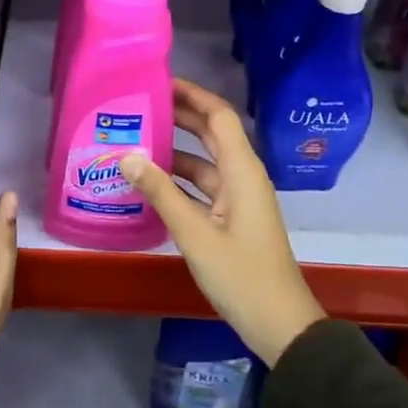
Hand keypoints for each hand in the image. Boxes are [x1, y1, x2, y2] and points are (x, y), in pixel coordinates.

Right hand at [120, 79, 324, 365]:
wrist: (279, 325)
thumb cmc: (242, 276)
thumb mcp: (196, 234)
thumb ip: (161, 193)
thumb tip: (127, 156)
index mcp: (243, 171)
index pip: (219, 116)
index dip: (193, 95)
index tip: (160, 82)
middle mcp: (243, 176)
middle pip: (212, 133)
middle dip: (180, 115)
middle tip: (140, 104)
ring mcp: (238, 198)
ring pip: (204, 161)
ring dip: (175, 149)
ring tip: (136, 138)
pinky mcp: (231, 218)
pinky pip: (202, 186)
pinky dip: (179, 179)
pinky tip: (149, 181)